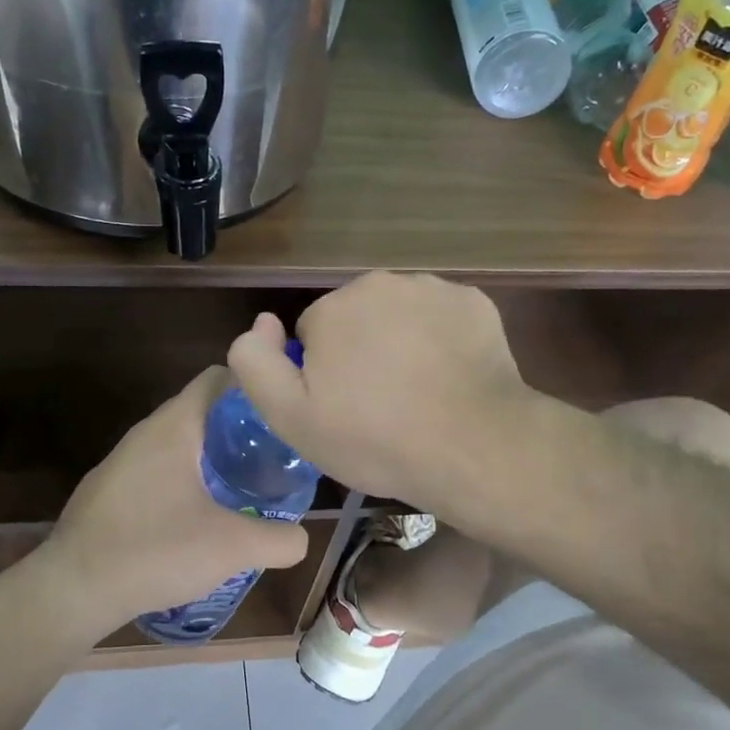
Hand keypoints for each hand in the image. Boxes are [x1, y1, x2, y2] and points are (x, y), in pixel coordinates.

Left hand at [39, 368, 309, 633]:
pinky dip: (186, 479)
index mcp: (174, 426)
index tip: (284, 413)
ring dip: (213, 458)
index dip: (256, 386)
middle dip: (241, 429)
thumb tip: (302, 537)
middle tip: (275, 458)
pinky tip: (200, 517)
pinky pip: (159, 469)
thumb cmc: (155, 551)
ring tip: (246, 489)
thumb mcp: (233, 547)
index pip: (220, 377)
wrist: (73, 589)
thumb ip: (280, 539)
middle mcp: (145, 432)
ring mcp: (123, 461)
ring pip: (180, 442)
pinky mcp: (110, 490)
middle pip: (203, 411)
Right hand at [228, 272, 532, 510]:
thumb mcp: (290, 416)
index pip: (311, 335)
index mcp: (333, 307)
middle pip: (356, 319)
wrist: (473, 446)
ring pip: (400, 316)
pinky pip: (441, 319)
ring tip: (417, 397)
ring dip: (400, 345)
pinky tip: (449, 380)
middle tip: (378, 407)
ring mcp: (434, 289)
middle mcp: (381, 283)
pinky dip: (440, 341)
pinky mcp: (475, 304)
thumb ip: (255, 362)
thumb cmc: (374, 437)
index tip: (341, 410)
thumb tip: (261, 324)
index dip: (320, 375)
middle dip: (359, 352)